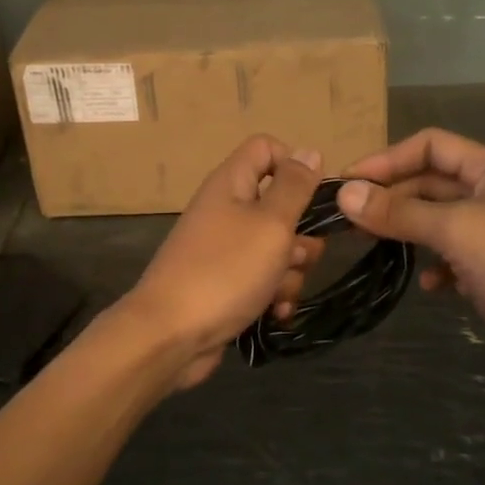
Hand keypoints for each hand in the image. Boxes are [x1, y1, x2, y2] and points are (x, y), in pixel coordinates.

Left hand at [123, 136, 326, 391]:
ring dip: (290, 273)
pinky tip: (274, 314)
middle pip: (281, 205)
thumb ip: (294, 187)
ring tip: (277, 294)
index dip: (293, 165)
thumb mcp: (270, 223)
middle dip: (300, 235)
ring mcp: (225, 250)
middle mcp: (227, 211)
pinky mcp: (227, 284)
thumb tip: (309, 152)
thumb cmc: (225, 270)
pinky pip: (264, 280)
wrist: (170, 336)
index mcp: (231, 184)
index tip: (313, 195)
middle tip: (295, 256)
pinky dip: (273, 295)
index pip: (266, 148)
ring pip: (278, 248)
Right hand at [337, 128, 484, 384]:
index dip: (388, 159)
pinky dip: (435, 270)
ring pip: (435, 225)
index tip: (349, 182)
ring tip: (374, 247)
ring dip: (407, 234)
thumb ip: (399, 212)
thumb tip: (344, 194)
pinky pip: (450, 262)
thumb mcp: (457, 227)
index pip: (429, 146)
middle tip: (348, 220)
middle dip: (390, 199)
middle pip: (427, 186)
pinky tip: (429, 286)